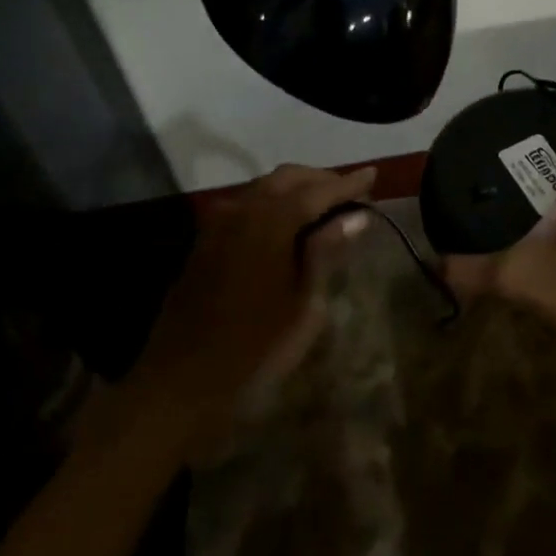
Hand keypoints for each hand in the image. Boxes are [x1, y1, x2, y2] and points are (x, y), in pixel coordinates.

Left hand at [117, 164, 375, 452]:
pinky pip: (246, 206)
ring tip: (325, 207)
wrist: (182, 380)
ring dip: (295, 190)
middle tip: (351, 192)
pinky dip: (272, 204)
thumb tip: (355, 217)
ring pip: (263, 188)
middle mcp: (241, 210)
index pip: (317, 190)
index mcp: (270, 223)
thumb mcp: (305, 305)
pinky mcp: (205, 240)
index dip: (348, 183)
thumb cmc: (256, 348)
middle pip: (286, 178)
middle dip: (321, 181)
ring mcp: (218, 223)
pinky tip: (288, 224)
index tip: (373, 175)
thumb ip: (327, 252)